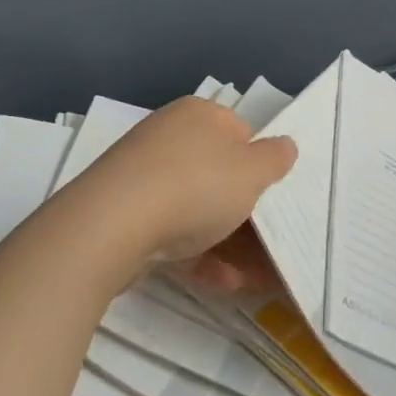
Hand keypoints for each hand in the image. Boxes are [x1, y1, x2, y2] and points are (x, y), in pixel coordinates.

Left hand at [68, 96, 296, 274]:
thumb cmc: (194, 187)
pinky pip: (170, 229)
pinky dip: (196, 253)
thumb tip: (284, 145)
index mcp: (200, 114)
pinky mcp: (124, 212)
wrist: (111, 225)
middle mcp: (169, 135)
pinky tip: (219, 281)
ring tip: (248, 277)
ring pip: (195, 206)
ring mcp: (142, 174)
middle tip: (266, 245)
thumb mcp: (251, 172)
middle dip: (245, 213)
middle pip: (218, 173)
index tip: (270, 198)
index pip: (241, 133)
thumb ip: (275, 158)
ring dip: (225, 241)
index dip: (260, 166)